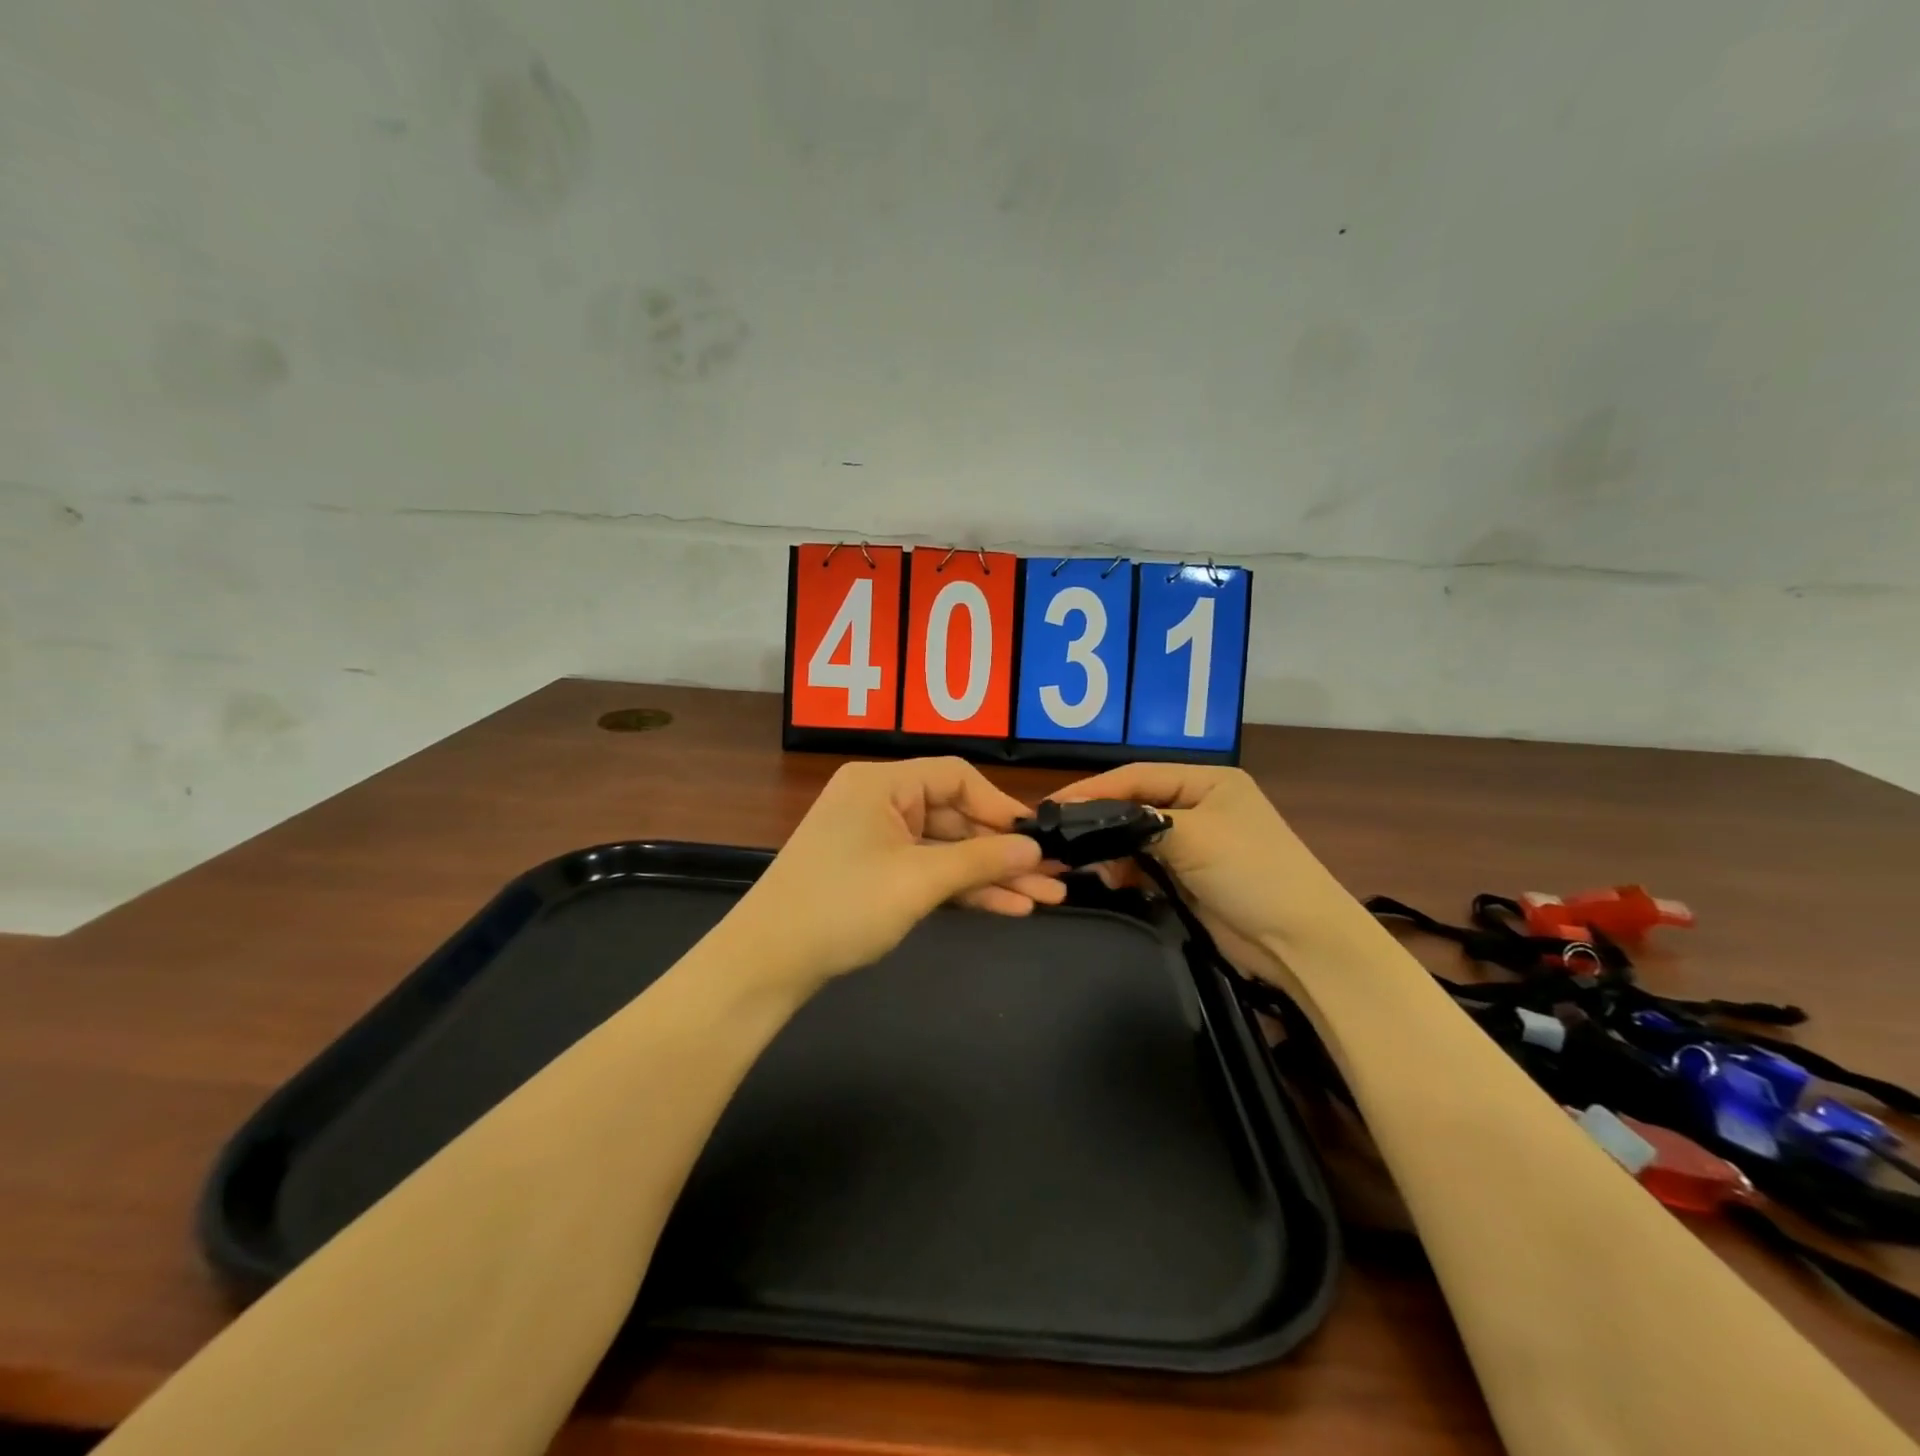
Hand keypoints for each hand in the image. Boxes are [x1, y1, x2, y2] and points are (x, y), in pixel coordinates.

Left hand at [727, 758, 1065, 991]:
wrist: (767, 962)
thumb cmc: (843, 906)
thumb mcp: (918, 880)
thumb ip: (980, 860)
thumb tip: (1034, 849)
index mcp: (882, 783)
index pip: (957, 777)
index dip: (1001, 807)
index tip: (1037, 839)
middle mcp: (879, 802)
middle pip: (955, 816)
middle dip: (1003, 851)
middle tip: (1053, 878)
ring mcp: (876, 839)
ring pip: (945, 850)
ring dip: (990, 875)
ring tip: (1044, 900)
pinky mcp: (874, 873)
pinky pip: (927, 871)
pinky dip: (961, 888)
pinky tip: (1006, 907)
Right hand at [1054, 764, 1352, 986]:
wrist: (1300, 943)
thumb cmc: (1252, 873)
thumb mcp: (1195, 836)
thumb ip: (1138, 822)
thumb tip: (1084, 821)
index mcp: (1208, 781)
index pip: (1138, 776)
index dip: (1094, 789)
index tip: (1053, 807)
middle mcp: (1200, 805)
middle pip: (1135, 804)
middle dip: (1100, 821)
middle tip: (1062, 841)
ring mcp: (1196, 843)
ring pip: (1136, 837)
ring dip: (1112, 850)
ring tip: (1088, 867)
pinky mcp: (1190, 877)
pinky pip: (1145, 865)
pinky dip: (1126, 871)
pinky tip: (1111, 881)